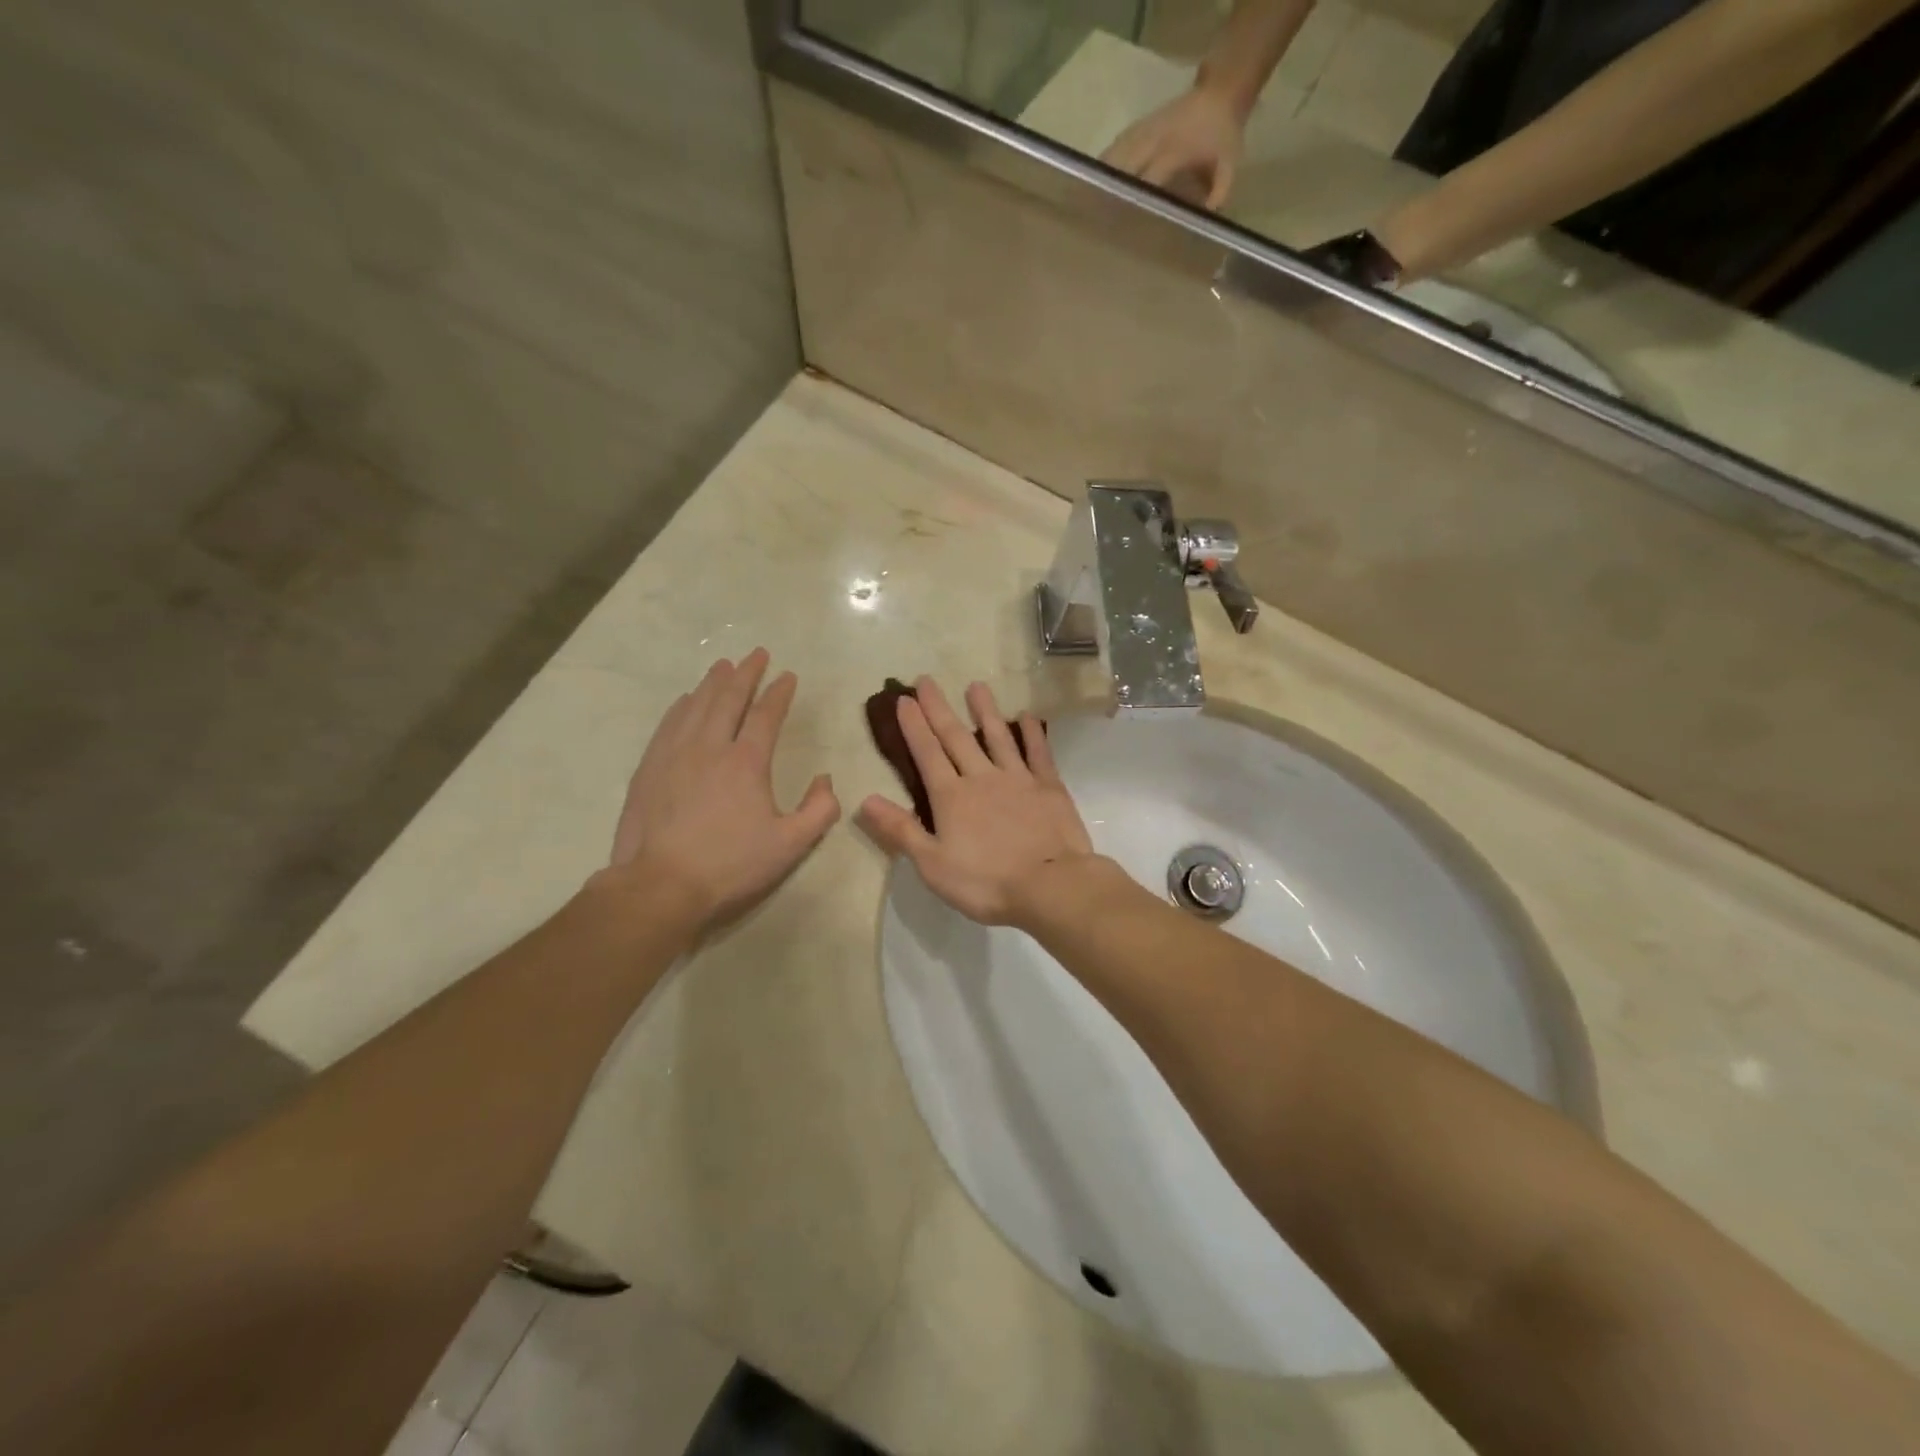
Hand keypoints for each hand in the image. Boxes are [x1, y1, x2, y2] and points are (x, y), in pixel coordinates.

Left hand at [601, 649, 840, 934]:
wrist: (660, 885)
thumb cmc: (730, 866)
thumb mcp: (790, 845)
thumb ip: (819, 810)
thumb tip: (825, 779)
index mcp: (747, 762)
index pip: (766, 715)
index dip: (779, 693)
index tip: (788, 675)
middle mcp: (710, 747)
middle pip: (729, 698)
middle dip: (746, 673)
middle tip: (757, 654)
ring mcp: (675, 754)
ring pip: (697, 705)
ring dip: (713, 682)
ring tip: (723, 665)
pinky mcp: (650, 768)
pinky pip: (668, 724)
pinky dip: (682, 706)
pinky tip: (686, 699)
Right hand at [857, 678, 1095, 926]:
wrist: (1051, 886)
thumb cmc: (986, 882)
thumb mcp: (932, 864)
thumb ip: (901, 830)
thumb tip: (865, 800)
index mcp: (952, 797)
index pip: (927, 754)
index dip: (914, 727)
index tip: (904, 699)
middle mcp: (982, 778)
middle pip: (956, 737)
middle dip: (939, 708)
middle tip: (927, 679)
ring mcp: (1018, 779)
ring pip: (998, 736)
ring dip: (985, 710)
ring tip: (976, 685)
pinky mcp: (1049, 787)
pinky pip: (1038, 753)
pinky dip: (1031, 734)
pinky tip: (1027, 717)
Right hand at [1101, 87, 1245, 209]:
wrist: (1220, 92)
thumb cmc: (1223, 135)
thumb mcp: (1229, 165)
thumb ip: (1219, 192)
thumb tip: (1204, 219)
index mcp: (1174, 150)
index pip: (1147, 178)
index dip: (1134, 199)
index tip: (1122, 222)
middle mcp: (1153, 140)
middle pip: (1123, 167)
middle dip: (1111, 192)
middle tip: (1098, 218)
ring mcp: (1143, 130)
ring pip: (1114, 156)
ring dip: (1102, 178)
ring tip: (1089, 202)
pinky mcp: (1138, 126)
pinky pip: (1115, 147)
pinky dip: (1105, 165)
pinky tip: (1096, 181)